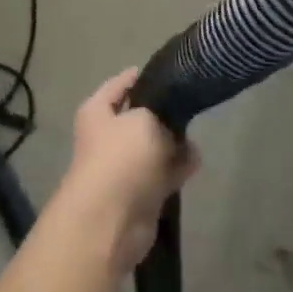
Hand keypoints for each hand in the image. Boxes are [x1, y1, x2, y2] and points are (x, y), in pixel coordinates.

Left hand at [53, 70, 197, 271]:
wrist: (111, 219)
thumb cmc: (122, 156)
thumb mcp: (144, 118)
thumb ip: (162, 112)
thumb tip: (172, 126)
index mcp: (97, 111)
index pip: (121, 84)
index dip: (143, 76)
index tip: (172, 72)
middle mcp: (107, 135)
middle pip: (140, 115)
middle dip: (164, 113)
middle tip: (189, 105)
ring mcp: (123, 165)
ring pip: (154, 145)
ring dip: (173, 143)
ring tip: (194, 136)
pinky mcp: (140, 192)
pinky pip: (162, 172)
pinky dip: (177, 168)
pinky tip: (195, 161)